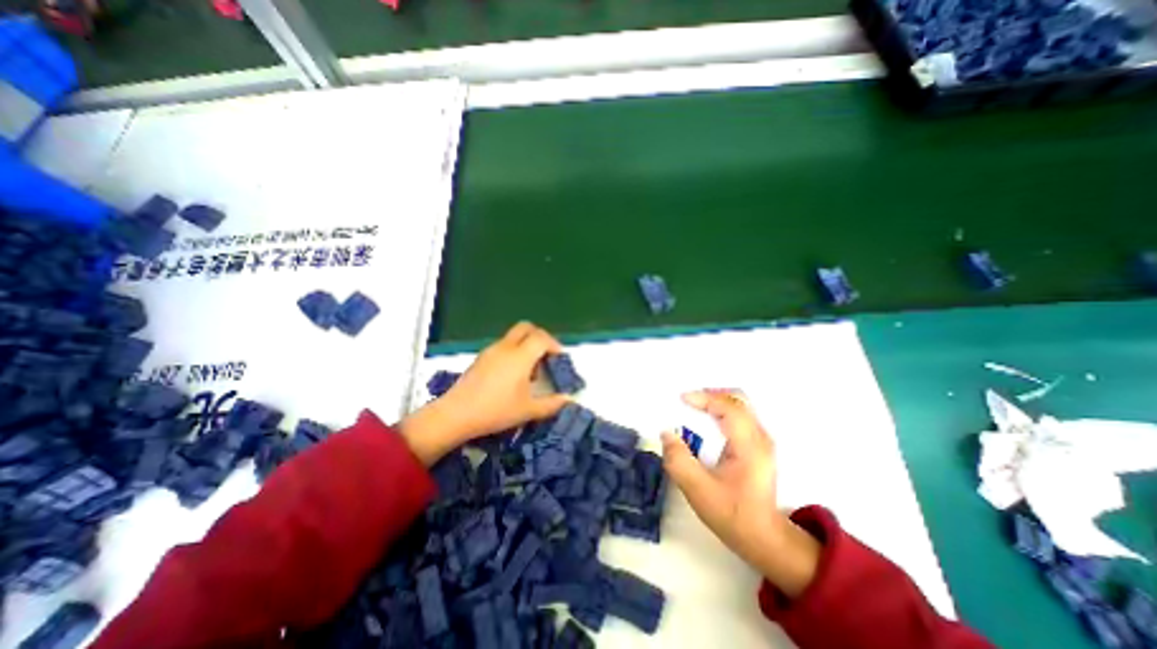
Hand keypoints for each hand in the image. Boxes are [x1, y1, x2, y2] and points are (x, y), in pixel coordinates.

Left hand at [401, 323, 569, 467]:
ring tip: (530, 371)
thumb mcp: (528, 411)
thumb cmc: (495, 411)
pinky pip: (503, 345)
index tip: (559, 360)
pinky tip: (512, 376)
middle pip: (526, 327)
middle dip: (540, 337)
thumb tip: (568, 400)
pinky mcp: (481, 357)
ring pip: (514, 336)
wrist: (456, 414)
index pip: (542, 338)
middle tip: (546, 356)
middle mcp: (506, 347)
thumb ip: (551, 404)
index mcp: (520, 357)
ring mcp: (491, 350)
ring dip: (526, 345)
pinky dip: (514, 352)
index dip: (554, 345)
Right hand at [658, 391, 822, 598]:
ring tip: (694, 407)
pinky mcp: (759, 444)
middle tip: (688, 401)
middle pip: (738, 399)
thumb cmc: (732, 514)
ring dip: (715, 400)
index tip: (681, 399)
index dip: (704, 398)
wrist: (764, 537)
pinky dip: (721, 409)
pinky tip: (707, 419)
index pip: (729, 408)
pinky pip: (740, 414)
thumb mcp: (698, 491)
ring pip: (740, 404)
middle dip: (710, 394)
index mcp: (749, 446)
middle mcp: (760, 437)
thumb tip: (666, 433)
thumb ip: (679, 461)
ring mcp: (762, 439)